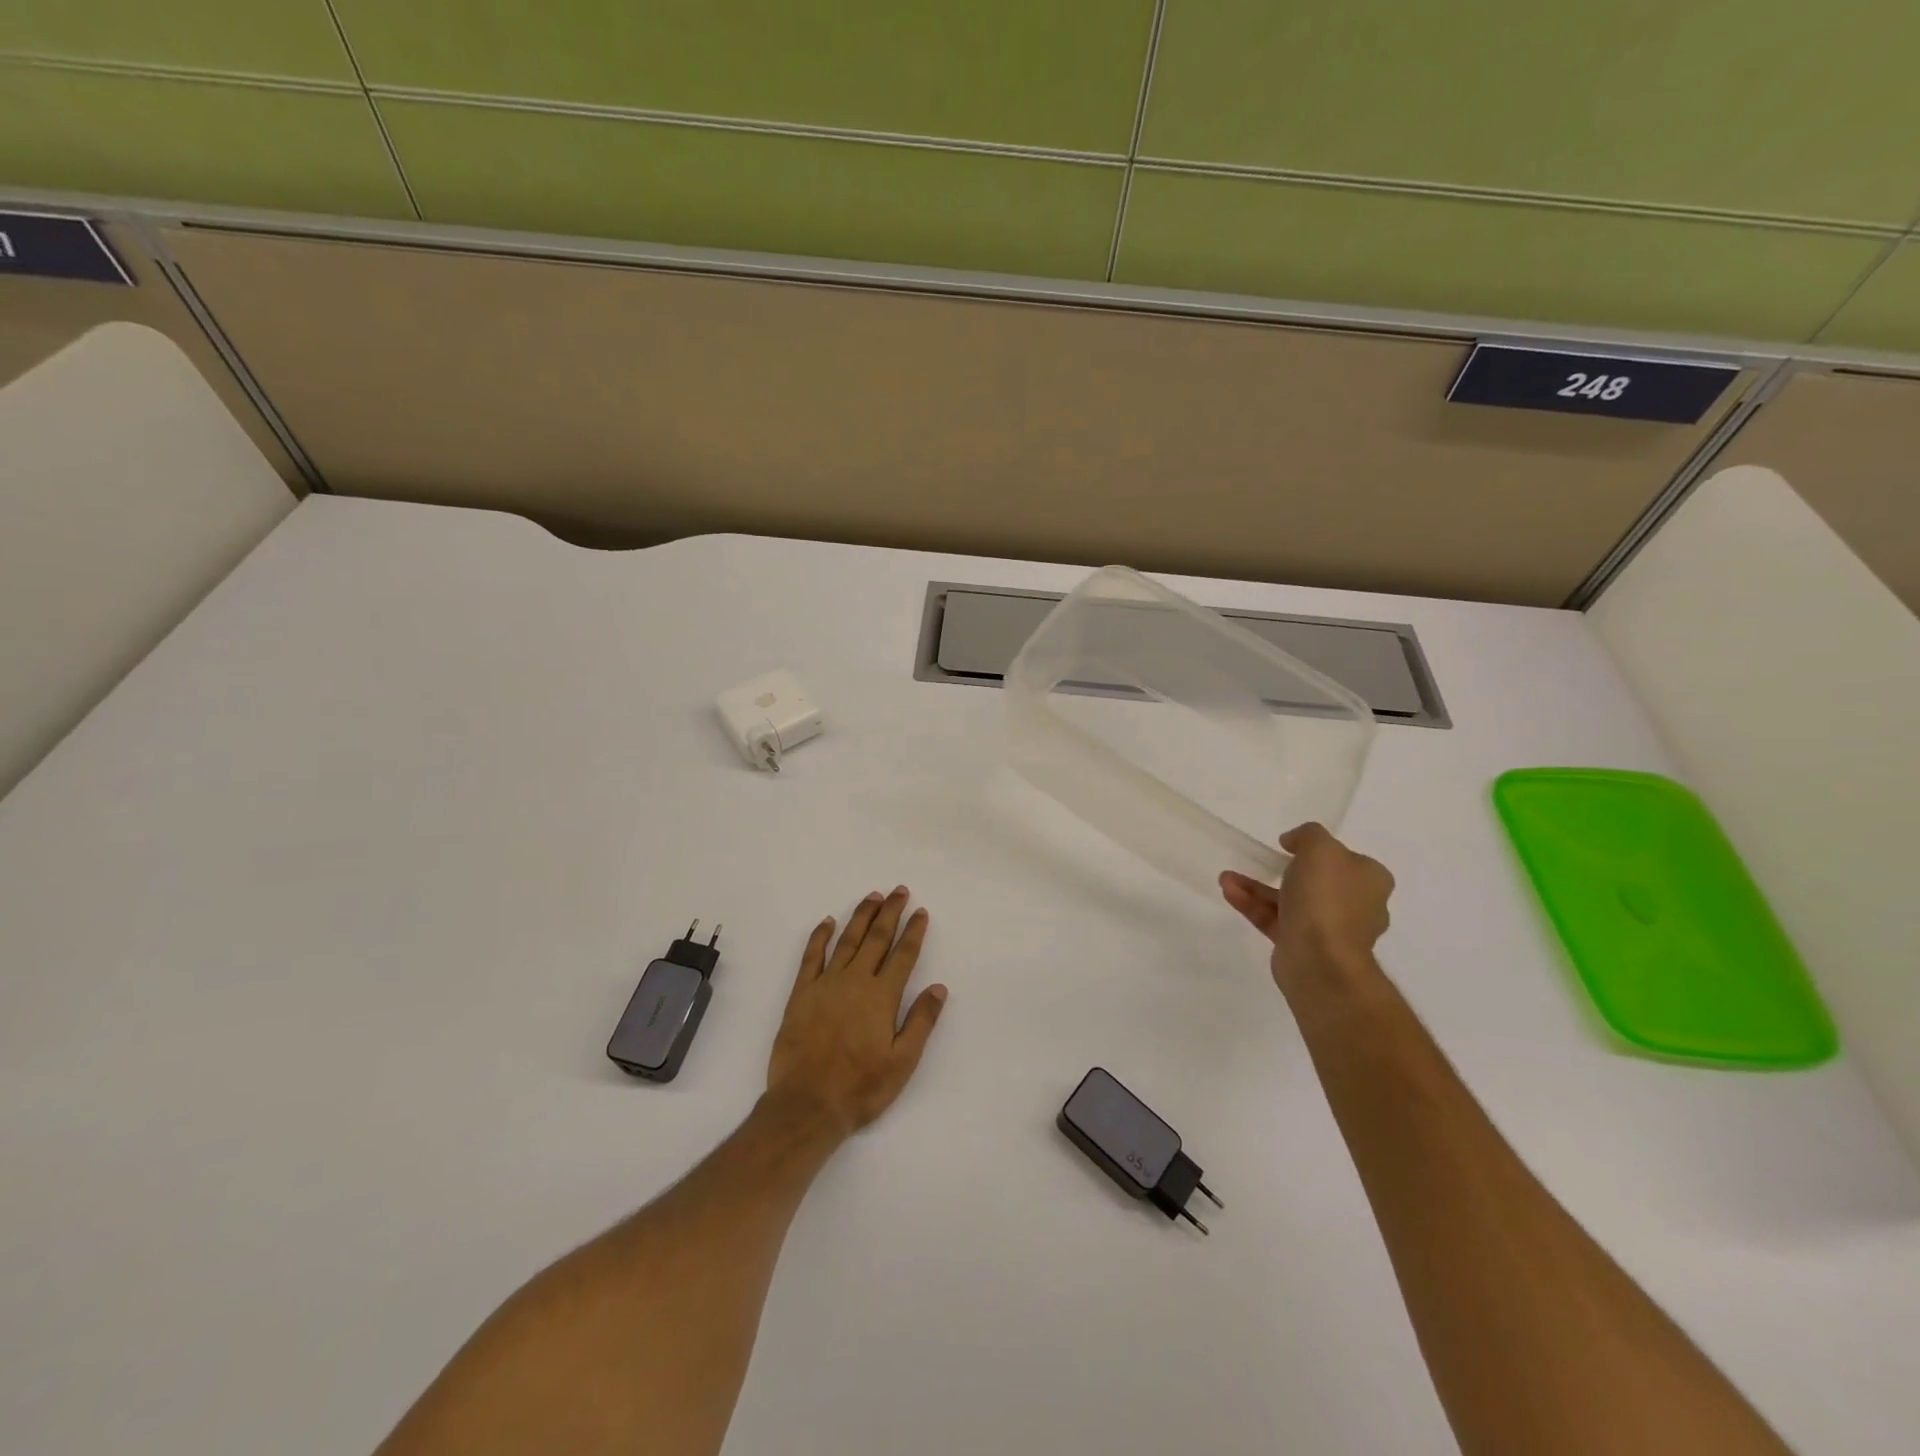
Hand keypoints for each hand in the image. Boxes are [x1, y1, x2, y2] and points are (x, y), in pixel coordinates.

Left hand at [766, 887, 947, 1139]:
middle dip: (890, 912)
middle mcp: (855, 981)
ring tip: (872, 896)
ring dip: (861, 916)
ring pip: (847, 940)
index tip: (921, 912)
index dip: (914, 932)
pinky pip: (812, 956)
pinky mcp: (801, 993)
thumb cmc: (861, 1087)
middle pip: (876, 939)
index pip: (903, 955)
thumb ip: (921, 1021)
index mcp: (882, 997)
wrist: (807, 1105)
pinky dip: (820, 936)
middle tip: (899, 891)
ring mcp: (825, 984)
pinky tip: (827, 922)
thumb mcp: (902, 1062)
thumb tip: (939, 987)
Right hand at [1219, 823, 1393, 1000]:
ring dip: (1258, 887)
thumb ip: (1308, 834)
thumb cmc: (1326, 898)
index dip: (1318, 849)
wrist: (1320, 960)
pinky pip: (1275, 919)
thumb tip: (1294, 842)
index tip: (1289, 846)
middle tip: (1262, 860)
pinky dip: (1253, 905)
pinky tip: (1229, 891)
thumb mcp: (1320, 847)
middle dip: (1282, 868)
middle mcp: (1355, 905)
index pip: (1346, 859)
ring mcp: (1329, 929)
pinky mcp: (1303, 947)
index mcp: (1370, 881)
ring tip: (1227, 877)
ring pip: (1290, 900)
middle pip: (1316, 881)